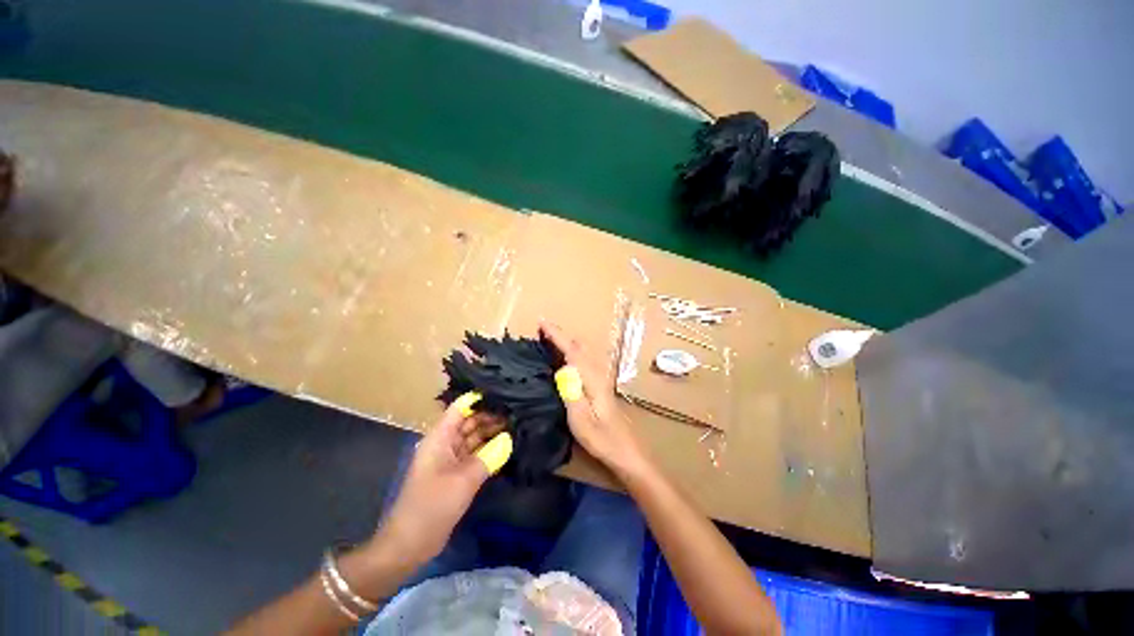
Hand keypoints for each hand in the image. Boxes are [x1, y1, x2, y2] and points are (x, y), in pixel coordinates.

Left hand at [374, 397, 507, 567]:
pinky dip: (487, 455)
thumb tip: (509, 440)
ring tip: (519, 427)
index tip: (507, 393)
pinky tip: (507, 452)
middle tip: (522, 412)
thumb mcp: (462, 481)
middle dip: (489, 417)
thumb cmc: (433, 504)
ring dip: (490, 436)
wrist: (413, 538)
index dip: (479, 399)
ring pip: (470, 443)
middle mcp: (442, 447)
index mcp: (437, 440)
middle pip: (466, 424)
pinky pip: (472, 461)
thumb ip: (487, 459)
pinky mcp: (452, 481)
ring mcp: (447, 465)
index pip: (459, 409)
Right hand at [540, 320, 650, 478]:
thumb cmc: (603, 441)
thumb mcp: (581, 420)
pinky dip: (573, 356)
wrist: (627, 454)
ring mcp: (602, 384)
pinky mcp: (601, 392)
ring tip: (549, 341)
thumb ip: (572, 392)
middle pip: (580, 348)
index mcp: (593, 381)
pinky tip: (565, 364)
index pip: (574, 351)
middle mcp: (599, 377)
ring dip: (567, 345)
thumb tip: (562, 366)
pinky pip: (584, 365)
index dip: (557, 336)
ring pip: (584, 356)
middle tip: (541, 330)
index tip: (541, 322)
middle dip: (561, 336)